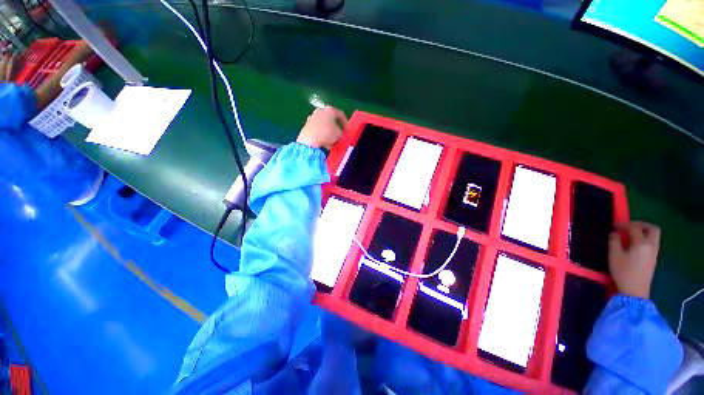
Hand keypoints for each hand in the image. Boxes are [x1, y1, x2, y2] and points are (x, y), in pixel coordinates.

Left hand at [297, 106, 347, 149]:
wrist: (310, 141)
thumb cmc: (327, 134)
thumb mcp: (339, 134)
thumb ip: (342, 132)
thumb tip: (340, 133)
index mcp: (329, 110)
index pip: (341, 114)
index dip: (345, 123)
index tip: (347, 130)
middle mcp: (320, 111)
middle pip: (330, 118)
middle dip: (335, 126)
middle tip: (339, 134)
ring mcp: (312, 117)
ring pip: (323, 124)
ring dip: (328, 131)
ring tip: (331, 140)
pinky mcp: (306, 125)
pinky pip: (317, 129)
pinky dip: (321, 134)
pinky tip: (324, 142)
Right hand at [609, 221, 660, 298]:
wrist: (635, 291)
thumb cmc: (623, 272)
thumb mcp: (614, 256)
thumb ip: (614, 242)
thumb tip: (615, 234)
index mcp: (641, 243)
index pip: (634, 227)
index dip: (624, 224)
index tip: (614, 226)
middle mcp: (651, 245)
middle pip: (652, 229)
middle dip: (641, 224)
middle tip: (629, 226)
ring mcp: (654, 252)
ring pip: (654, 236)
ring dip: (644, 232)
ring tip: (631, 235)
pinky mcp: (653, 258)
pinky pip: (652, 243)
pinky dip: (645, 239)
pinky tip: (635, 244)